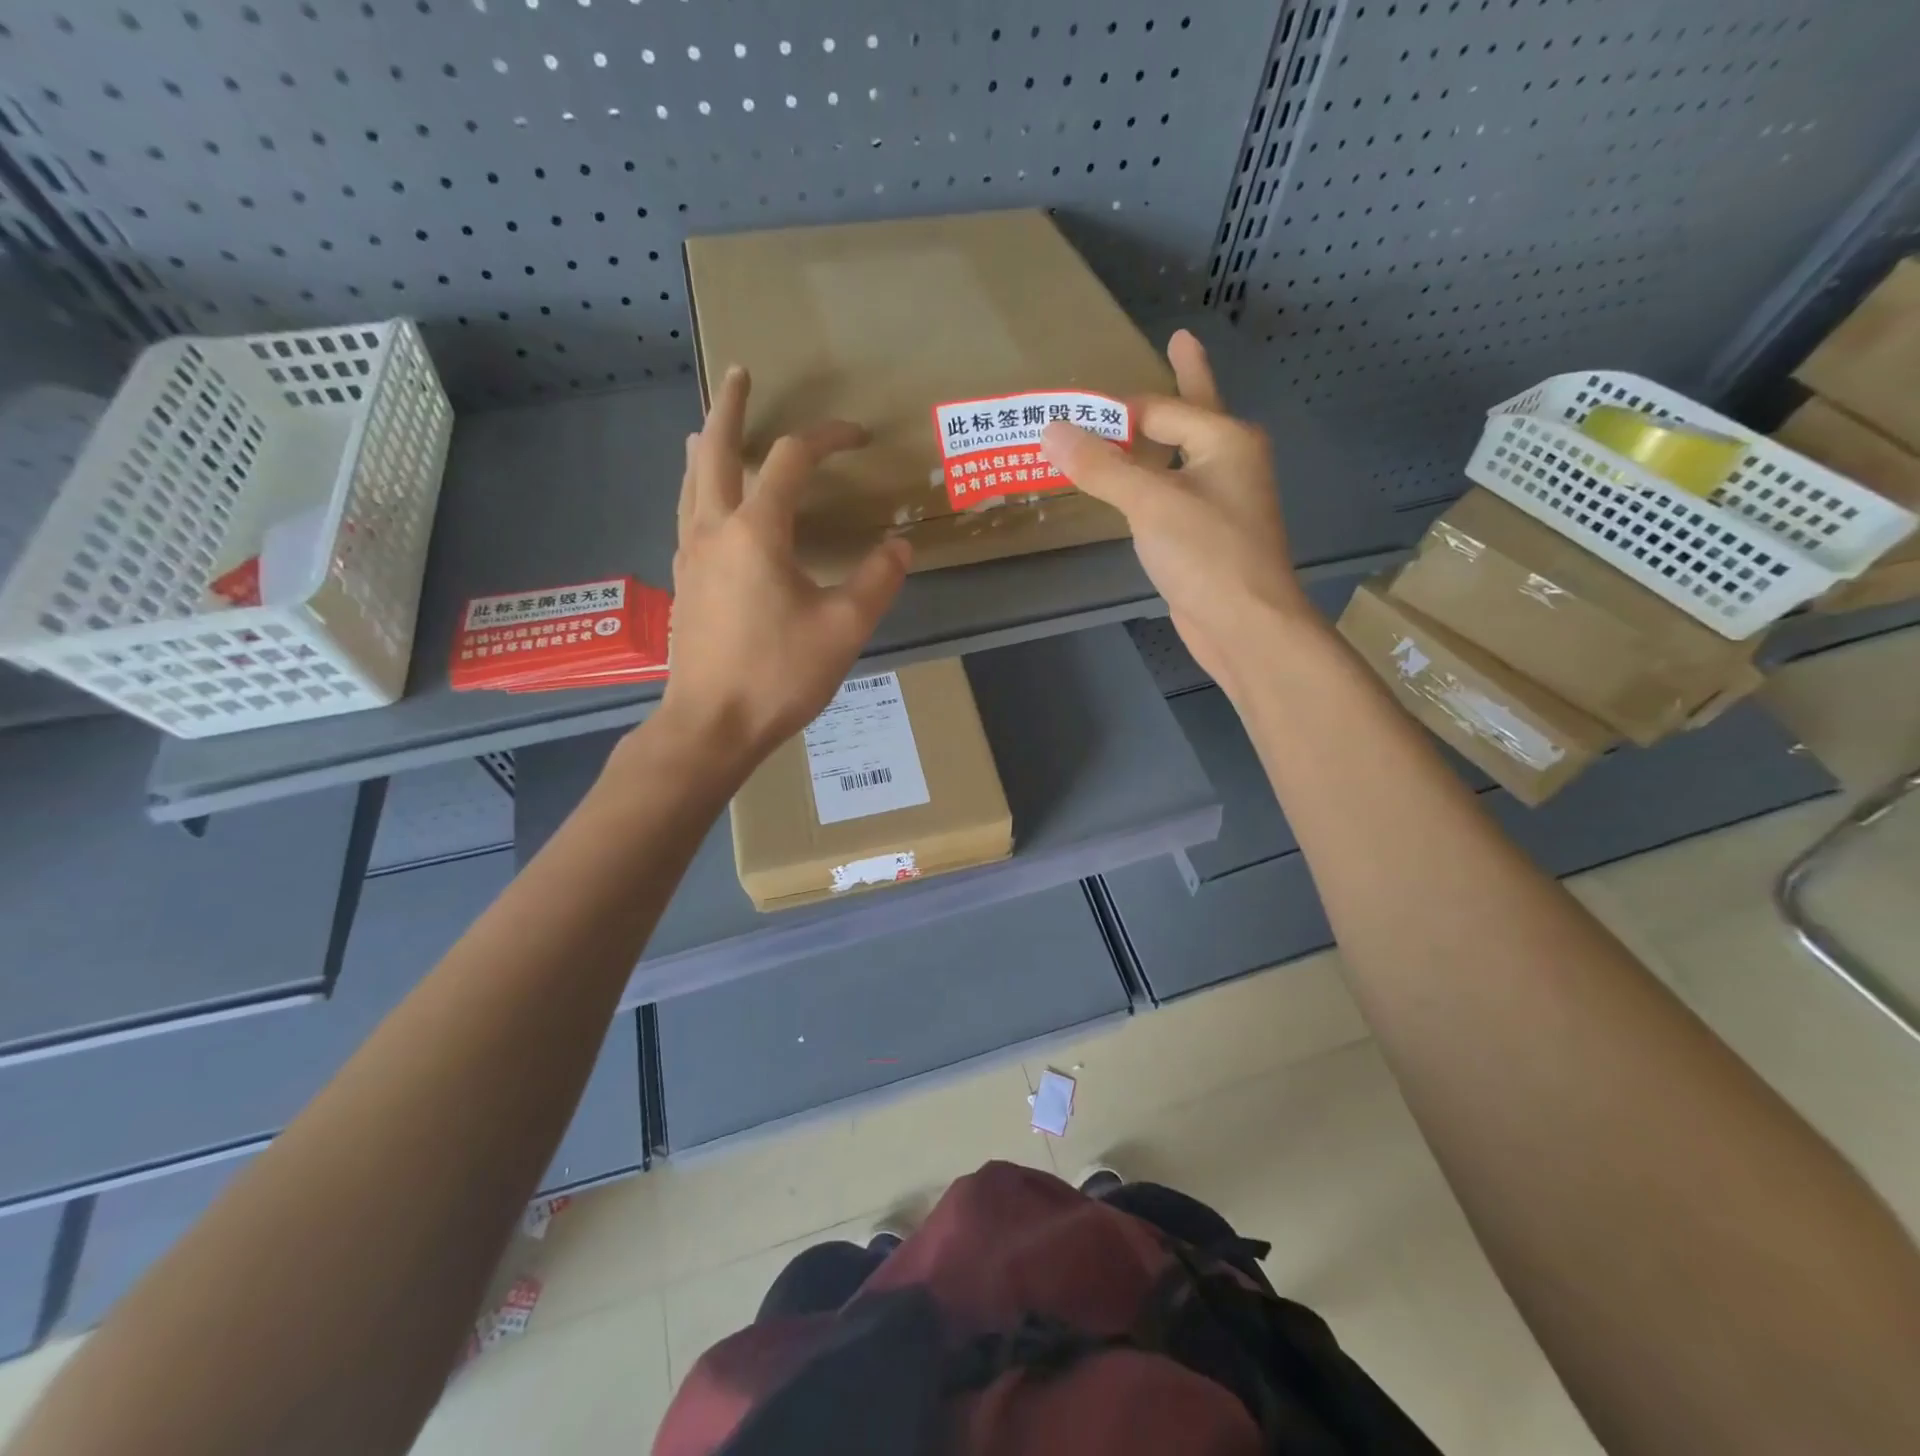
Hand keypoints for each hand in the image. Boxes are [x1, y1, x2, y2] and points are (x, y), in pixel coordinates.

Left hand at [656, 365, 910, 768]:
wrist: (712, 724)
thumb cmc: (779, 674)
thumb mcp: (844, 628)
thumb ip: (876, 580)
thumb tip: (900, 547)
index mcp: (756, 531)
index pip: (790, 460)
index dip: (826, 438)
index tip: (859, 437)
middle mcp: (714, 530)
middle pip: (713, 450)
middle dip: (729, 408)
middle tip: (740, 375)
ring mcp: (691, 556)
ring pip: (691, 482)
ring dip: (704, 445)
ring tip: (710, 427)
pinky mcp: (684, 583)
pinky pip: (688, 515)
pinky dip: (699, 488)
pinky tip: (709, 504)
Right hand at [1041, 329, 1306, 693]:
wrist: (1245, 625)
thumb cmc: (1206, 554)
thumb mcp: (1149, 503)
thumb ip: (1101, 466)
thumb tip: (1050, 430)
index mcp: (1226, 439)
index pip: (1161, 408)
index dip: (1115, 408)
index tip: (1071, 412)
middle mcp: (1229, 461)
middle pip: (1191, 414)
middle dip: (1179, 383)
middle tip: (1177, 342)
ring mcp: (1221, 499)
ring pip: (1180, 456)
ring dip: (1157, 438)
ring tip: (1138, 415)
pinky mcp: (1206, 534)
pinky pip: (1172, 493)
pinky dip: (1151, 482)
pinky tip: (1137, 484)